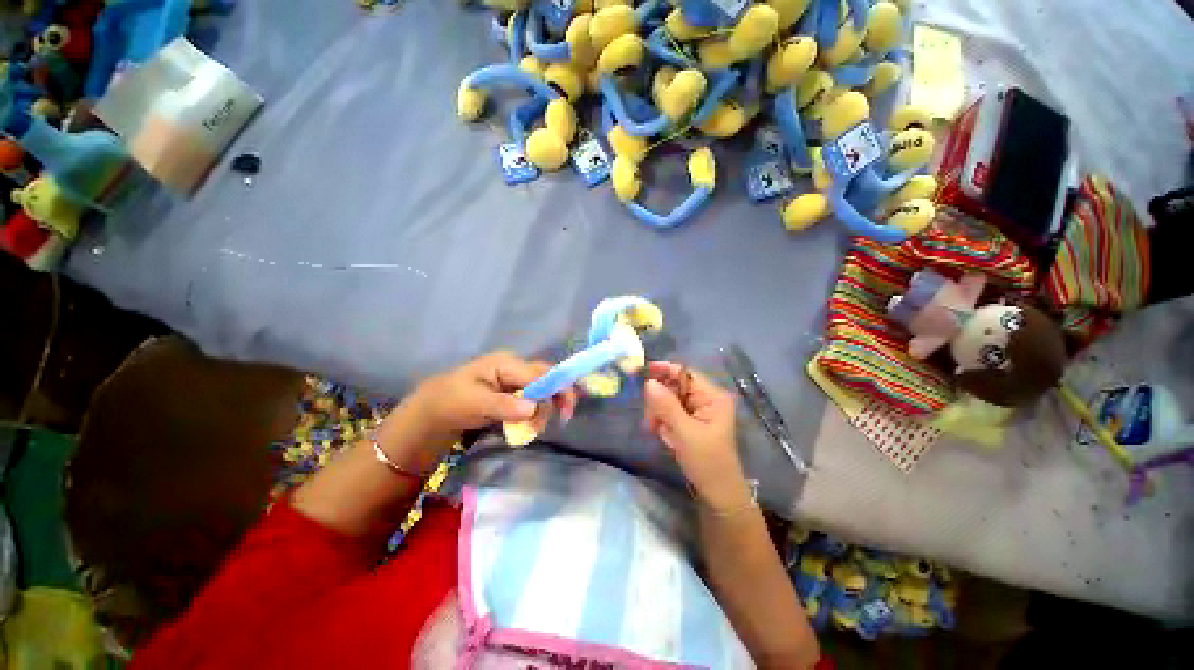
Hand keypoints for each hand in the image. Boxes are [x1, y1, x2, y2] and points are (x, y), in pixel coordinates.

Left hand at [379, 351, 577, 463]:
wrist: (432, 412)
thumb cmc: (452, 403)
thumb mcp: (475, 404)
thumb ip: (505, 405)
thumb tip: (534, 408)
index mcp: (506, 363)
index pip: (540, 374)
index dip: (556, 389)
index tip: (564, 412)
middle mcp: (514, 366)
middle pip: (546, 377)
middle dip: (556, 397)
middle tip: (561, 419)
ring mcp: (514, 378)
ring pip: (542, 389)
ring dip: (544, 408)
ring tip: (534, 428)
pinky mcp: (512, 390)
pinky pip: (533, 397)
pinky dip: (536, 411)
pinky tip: (531, 423)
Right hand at [643, 362, 751, 511]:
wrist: (718, 494)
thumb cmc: (706, 461)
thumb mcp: (684, 432)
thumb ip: (666, 405)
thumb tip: (649, 382)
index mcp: (713, 397)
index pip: (685, 374)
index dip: (665, 370)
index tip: (643, 371)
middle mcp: (707, 399)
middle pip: (675, 387)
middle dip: (660, 402)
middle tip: (652, 421)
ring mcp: (699, 411)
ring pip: (670, 401)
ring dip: (660, 415)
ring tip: (660, 434)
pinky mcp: (692, 422)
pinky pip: (671, 414)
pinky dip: (665, 423)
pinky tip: (667, 438)